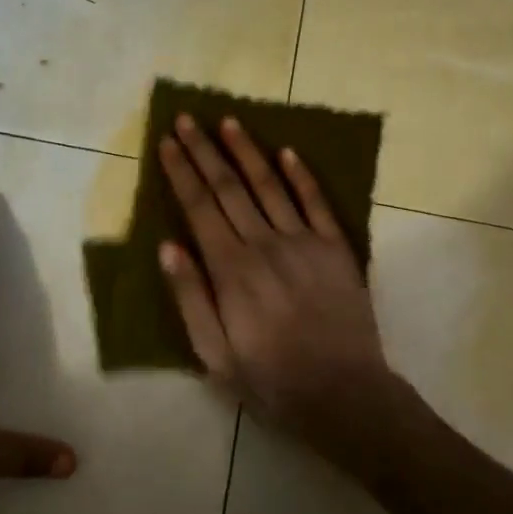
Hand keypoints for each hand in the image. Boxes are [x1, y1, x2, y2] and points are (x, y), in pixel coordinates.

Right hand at [156, 115, 417, 470]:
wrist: (345, 395)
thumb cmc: (271, 381)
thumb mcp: (215, 354)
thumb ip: (191, 297)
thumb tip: (168, 246)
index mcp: (231, 269)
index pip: (199, 207)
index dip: (181, 171)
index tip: (167, 141)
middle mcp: (264, 244)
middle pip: (228, 187)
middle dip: (204, 150)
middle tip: (187, 118)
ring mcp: (304, 242)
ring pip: (269, 185)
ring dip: (246, 151)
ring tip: (228, 121)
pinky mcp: (335, 248)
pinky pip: (316, 202)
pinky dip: (300, 175)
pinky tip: (286, 151)